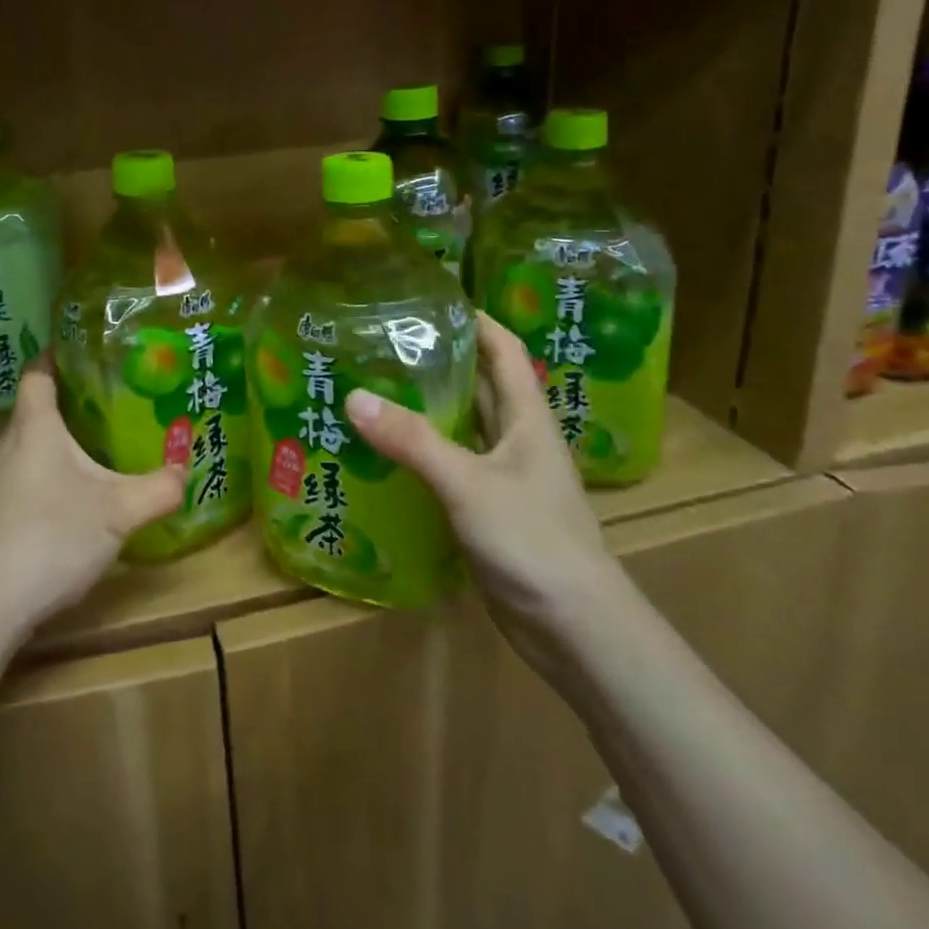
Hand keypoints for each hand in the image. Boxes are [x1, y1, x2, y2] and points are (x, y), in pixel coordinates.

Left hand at [0, 356, 186, 633]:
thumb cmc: (53, 536)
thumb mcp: (119, 511)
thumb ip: (158, 488)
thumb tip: (186, 470)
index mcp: (34, 426)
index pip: (38, 372)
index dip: (59, 354)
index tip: (88, 347)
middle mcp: (8, 444)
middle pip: (37, 407)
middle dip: (73, 399)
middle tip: (116, 397)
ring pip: (31, 444)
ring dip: (62, 440)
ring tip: (103, 442)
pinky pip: (25, 473)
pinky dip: (50, 471)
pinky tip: (76, 493)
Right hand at [344, 314, 625, 668]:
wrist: (575, 628)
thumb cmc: (533, 540)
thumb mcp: (468, 483)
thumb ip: (413, 440)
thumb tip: (353, 397)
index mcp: (527, 418)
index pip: (504, 350)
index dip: (475, 320)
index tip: (430, 301)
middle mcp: (518, 440)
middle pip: (481, 386)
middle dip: (441, 361)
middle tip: (384, 343)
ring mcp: (505, 478)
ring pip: (465, 428)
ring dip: (430, 408)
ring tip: (376, 388)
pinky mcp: (490, 511)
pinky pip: (453, 467)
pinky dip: (425, 454)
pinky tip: (388, 454)